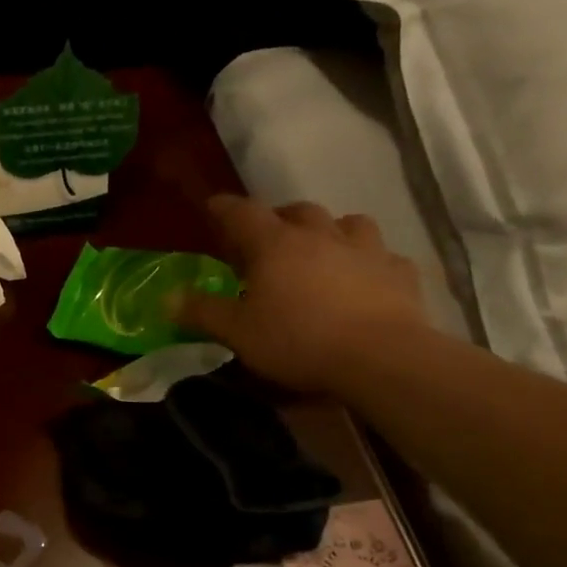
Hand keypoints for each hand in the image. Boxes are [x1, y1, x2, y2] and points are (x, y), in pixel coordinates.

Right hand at [176, 195, 430, 393]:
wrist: (381, 359)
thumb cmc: (298, 341)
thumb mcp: (237, 333)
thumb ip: (201, 312)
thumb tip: (166, 298)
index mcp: (275, 245)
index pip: (242, 213)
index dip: (224, 208)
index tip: (213, 207)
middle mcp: (320, 235)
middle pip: (297, 211)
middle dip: (279, 218)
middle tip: (268, 238)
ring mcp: (366, 250)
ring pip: (347, 223)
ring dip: (330, 231)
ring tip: (322, 250)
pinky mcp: (400, 273)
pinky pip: (383, 256)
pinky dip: (369, 262)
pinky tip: (366, 279)